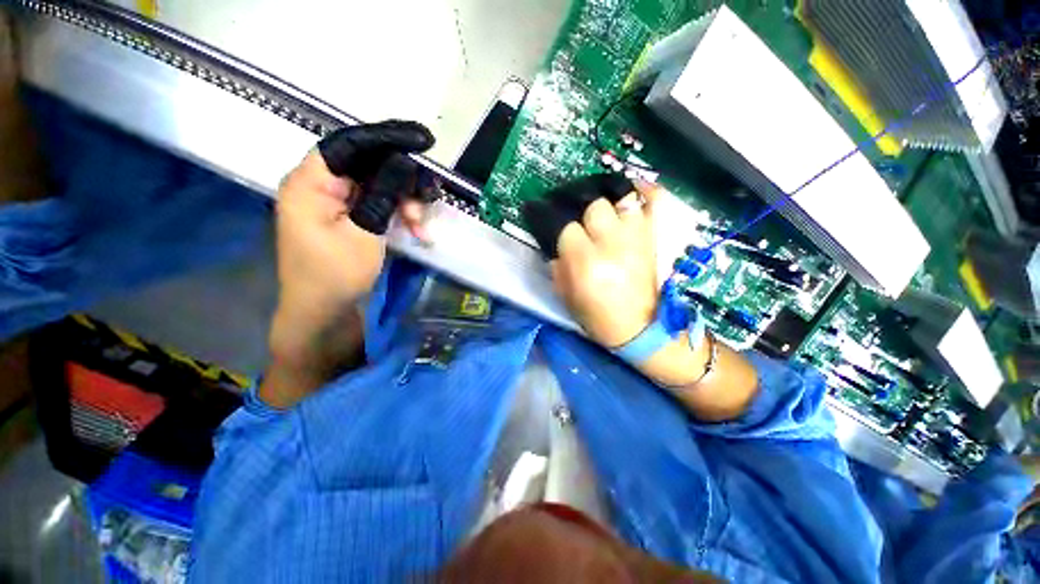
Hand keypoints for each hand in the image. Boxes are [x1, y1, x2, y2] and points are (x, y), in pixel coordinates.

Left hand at [263, 121, 433, 407]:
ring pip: (382, 185)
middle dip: (405, 181)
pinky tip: (418, 231)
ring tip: (422, 226)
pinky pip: (382, 204)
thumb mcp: (364, 234)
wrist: (324, 315)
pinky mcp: (352, 219)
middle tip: (429, 199)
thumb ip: (382, 194)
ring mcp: (338, 204)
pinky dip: (402, 214)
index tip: (424, 140)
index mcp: (311, 182)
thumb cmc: (336, 276)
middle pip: (371, 164)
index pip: (350, 144)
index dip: (387, 137)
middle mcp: (323, 186)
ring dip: (407, 202)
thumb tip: (403, 161)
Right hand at [525, 174, 757, 419]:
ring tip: (603, 214)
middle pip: (594, 206)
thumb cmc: (597, 316)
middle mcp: (612, 243)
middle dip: (584, 214)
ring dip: (608, 205)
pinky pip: (654, 203)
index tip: (558, 232)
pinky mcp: (653, 238)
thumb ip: (558, 265)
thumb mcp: (566, 295)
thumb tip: (558, 243)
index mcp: (586, 261)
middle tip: (582, 227)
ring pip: (620, 200)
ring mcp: (637, 238)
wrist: (640, 328)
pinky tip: (634, 189)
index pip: (567, 227)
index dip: (560, 227)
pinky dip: (646, 191)